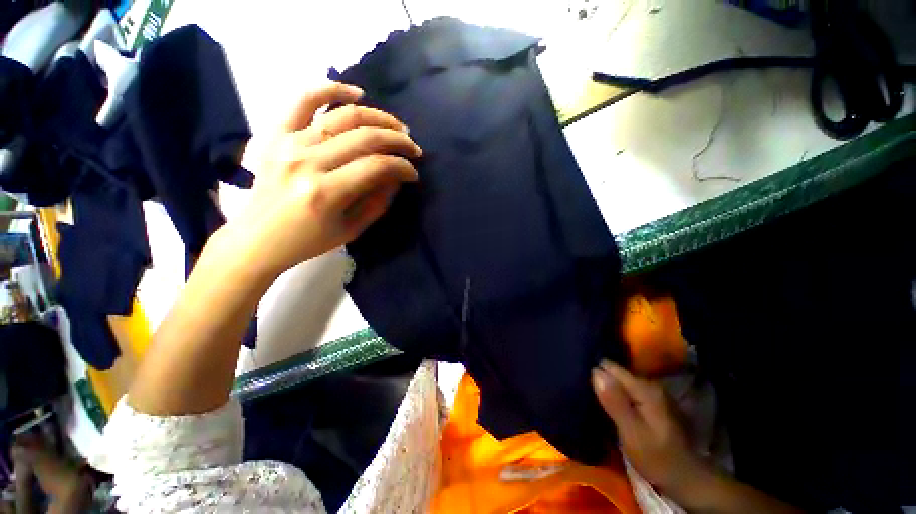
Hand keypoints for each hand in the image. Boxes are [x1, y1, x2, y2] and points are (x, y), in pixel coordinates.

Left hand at [221, 82, 421, 278]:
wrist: (257, 238)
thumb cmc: (308, 241)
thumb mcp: (351, 230)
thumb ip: (377, 202)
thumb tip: (396, 177)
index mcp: (326, 192)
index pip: (376, 166)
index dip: (402, 166)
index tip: (413, 173)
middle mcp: (307, 161)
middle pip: (364, 137)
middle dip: (397, 140)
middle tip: (412, 148)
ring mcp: (289, 143)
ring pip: (343, 116)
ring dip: (377, 117)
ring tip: (396, 127)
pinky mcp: (276, 134)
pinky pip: (304, 100)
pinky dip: (331, 89)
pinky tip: (355, 93)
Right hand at [592, 360, 711, 499]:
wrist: (685, 477)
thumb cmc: (656, 457)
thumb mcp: (632, 433)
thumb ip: (615, 401)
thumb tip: (594, 372)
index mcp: (645, 388)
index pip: (611, 367)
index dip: (594, 372)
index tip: (578, 379)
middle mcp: (650, 384)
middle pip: (616, 372)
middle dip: (600, 378)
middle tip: (582, 390)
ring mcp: (654, 393)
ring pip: (621, 381)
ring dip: (608, 387)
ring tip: (591, 395)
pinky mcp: (653, 402)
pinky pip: (627, 390)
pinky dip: (617, 394)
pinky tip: (609, 403)